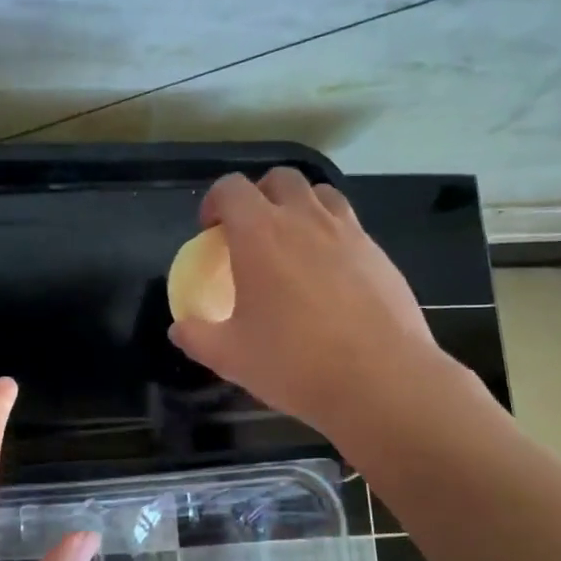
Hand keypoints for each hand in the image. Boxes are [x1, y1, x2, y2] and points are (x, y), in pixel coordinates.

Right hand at [168, 168, 464, 439]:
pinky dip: (332, 235)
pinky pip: (350, 226)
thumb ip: (197, 336)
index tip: (210, 230)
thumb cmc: (294, 363)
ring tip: (294, 243)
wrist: (380, 380)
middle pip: (280, 179)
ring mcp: (348, 233)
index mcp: (260, 234)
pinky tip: (330, 275)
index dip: (215, 201)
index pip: (231, 188)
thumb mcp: (230, 357)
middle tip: (252, 231)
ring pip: (321, 194)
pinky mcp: (379, 254)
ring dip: (300, 206)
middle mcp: (305, 220)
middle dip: (259, 195)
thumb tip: (179, 328)